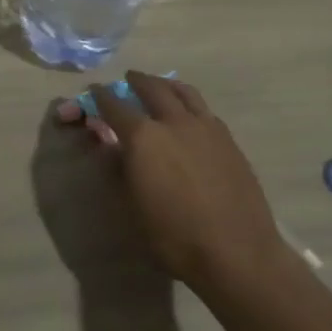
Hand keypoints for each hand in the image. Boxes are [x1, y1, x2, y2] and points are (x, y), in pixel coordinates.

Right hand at [55, 73, 284, 294]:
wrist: (237, 252)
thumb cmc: (174, 236)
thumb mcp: (133, 207)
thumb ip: (119, 170)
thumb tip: (111, 147)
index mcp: (143, 138)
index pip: (115, 106)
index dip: (101, 98)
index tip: (95, 92)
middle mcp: (174, 122)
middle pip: (153, 88)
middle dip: (137, 81)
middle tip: (129, 78)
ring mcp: (206, 128)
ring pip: (184, 92)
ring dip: (167, 84)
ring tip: (161, 85)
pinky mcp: (229, 140)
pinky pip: (204, 110)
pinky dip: (190, 103)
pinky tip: (190, 115)